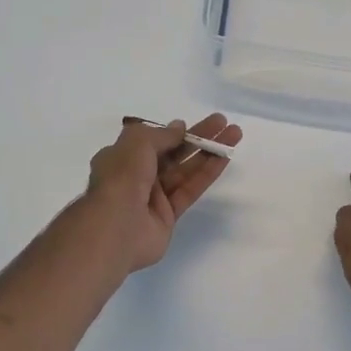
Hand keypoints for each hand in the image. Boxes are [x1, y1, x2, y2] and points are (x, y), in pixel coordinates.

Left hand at [84, 114, 242, 272]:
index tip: (191, 124)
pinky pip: (190, 190)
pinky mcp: (168, 216)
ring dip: (209, 153)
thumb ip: (162, 135)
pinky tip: (225, 158)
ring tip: (234, 135)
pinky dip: (207, 174)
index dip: (172, 132)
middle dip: (198, 138)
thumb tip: (179, 127)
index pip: (150, 141)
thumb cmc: (121, 178)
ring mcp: (153, 197)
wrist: (116, 227)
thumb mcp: (137, 143)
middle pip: (173, 153)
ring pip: (185, 170)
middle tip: (223, 123)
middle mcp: (136, 176)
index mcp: (121, 157)